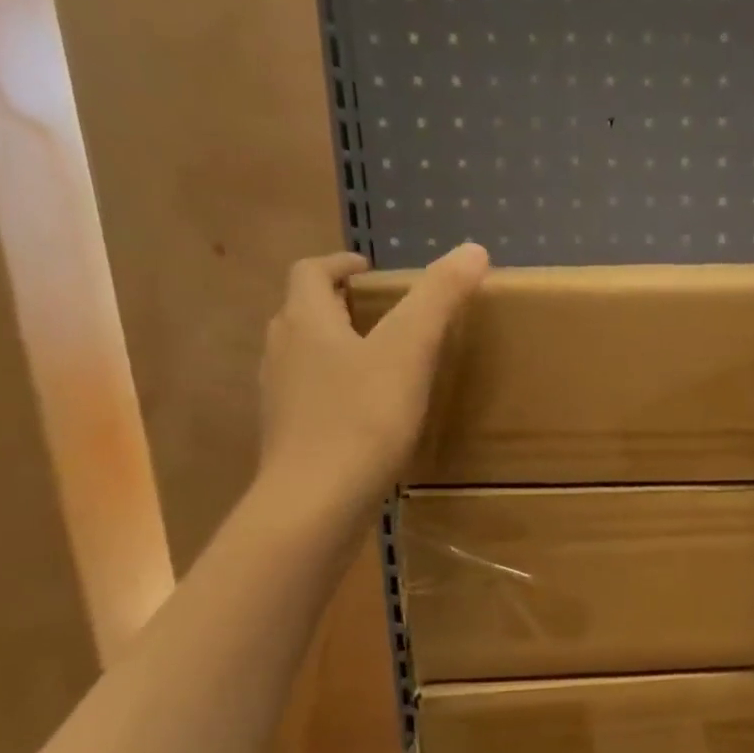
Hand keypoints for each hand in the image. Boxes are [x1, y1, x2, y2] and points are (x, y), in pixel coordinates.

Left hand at [256, 243, 489, 521]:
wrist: (316, 503)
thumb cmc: (362, 419)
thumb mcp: (409, 351)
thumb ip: (439, 298)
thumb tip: (474, 249)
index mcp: (306, 322)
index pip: (311, 272)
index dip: (339, 264)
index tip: (369, 270)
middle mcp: (282, 353)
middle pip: (301, 312)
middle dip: (337, 305)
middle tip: (379, 314)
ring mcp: (279, 399)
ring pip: (302, 357)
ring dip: (333, 348)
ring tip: (375, 362)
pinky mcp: (288, 438)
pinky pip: (308, 398)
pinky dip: (333, 391)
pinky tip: (364, 415)